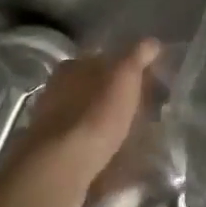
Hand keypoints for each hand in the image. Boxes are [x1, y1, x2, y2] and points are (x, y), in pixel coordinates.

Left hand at [5, 40, 158, 206]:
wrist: (63, 164)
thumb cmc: (96, 112)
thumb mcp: (124, 75)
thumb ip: (137, 56)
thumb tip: (152, 42)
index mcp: (72, 66)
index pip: (103, 60)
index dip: (127, 69)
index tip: (148, 83)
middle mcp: (58, 89)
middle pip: (95, 88)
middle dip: (117, 97)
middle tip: (145, 111)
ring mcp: (54, 121)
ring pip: (89, 116)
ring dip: (109, 123)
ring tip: (135, 136)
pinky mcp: (56, 151)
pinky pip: (85, 143)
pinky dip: (101, 146)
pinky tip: (116, 157)